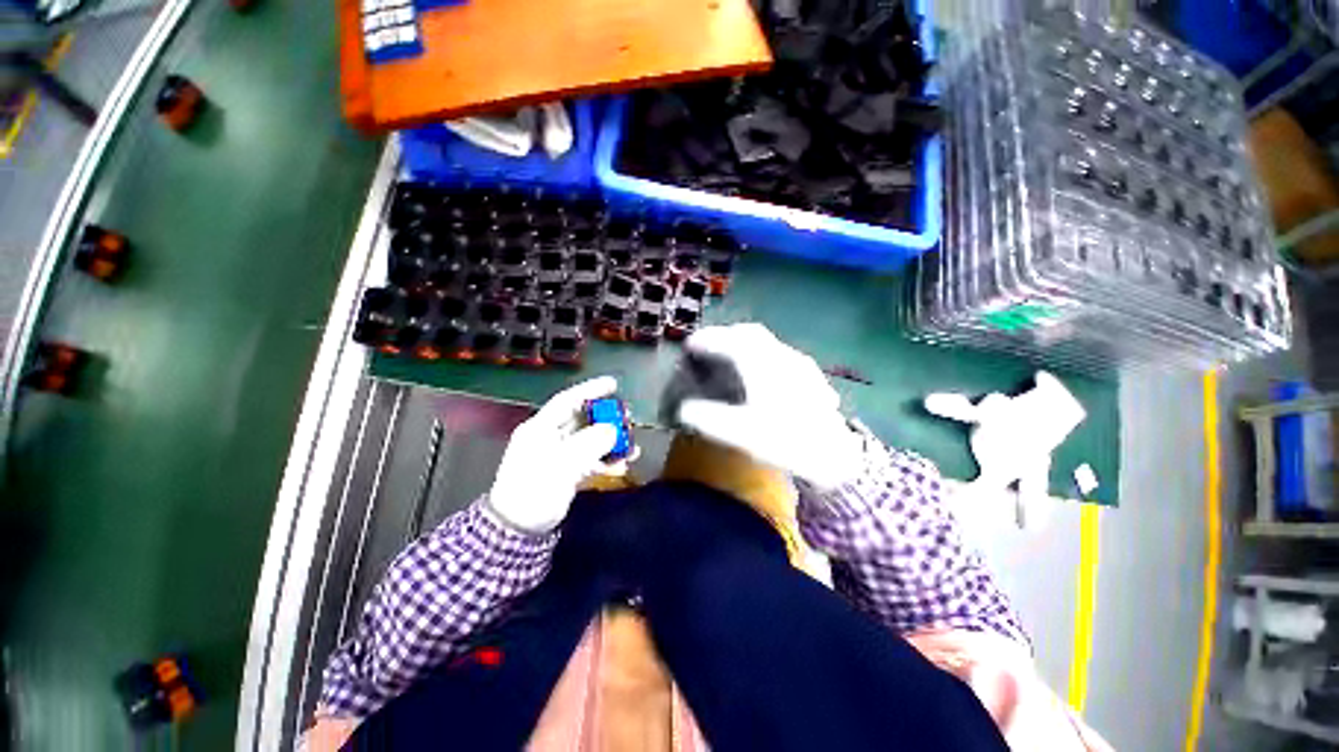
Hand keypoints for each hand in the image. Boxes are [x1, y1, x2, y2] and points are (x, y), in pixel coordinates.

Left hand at [487, 376, 626, 533]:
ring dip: (611, 442)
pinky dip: (606, 459)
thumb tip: (613, 431)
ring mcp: (559, 454)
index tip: (613, 384)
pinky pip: (590, 458)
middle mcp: (550, 437)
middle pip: (583, 419)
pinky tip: (621, 465)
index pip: (567, 400)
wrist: (518, 529)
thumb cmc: (534, 491)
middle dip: (607, 418)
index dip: (590, 390)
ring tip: (631, 447)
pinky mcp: (566, 471)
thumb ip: (589, 444)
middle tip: (628, 419)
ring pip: (590, 439)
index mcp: (541, 428)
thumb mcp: (561, 465)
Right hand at [674, 324, 861, 489]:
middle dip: (724, 335)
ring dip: (743, 342)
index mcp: (761, 365)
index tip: (689, 345)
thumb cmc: (785, 441)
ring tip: (729, 357)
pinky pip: (778, 351)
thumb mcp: (741, 434)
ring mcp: (798, 361)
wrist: (833, 453)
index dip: (706, 340)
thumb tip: (683, 409)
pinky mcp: (809, 372)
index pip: (729, 341)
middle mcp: (780, 355)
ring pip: (766, 341)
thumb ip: (709, 419)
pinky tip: (759, 371)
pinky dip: (761, 353)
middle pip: (748, 333)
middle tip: (707, 348)